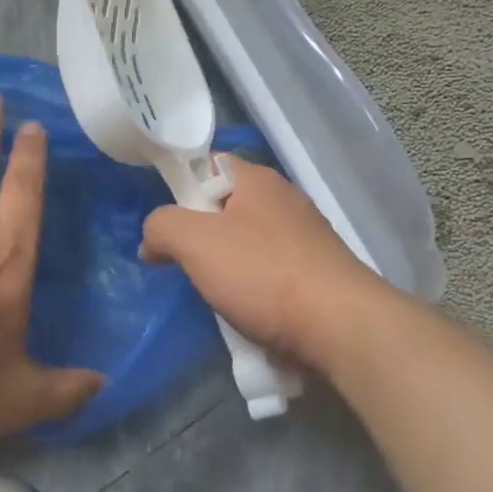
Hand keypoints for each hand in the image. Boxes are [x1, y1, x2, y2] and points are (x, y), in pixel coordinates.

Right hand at [140, 155, 394, 376]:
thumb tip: (153, 240)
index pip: (210, 164)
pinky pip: (271, 273)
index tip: (167, 222)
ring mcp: (306, 238)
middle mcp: (285, 200)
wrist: (340, 327)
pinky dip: (255, 290)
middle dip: (201, 235)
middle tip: (186, 263)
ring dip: (227, 268)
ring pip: (248, 244)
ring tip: (216, 295)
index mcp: (258, 180)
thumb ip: (162, 227)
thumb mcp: (195, 242)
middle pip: (227, 207)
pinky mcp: (318, 273)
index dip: (182, 187)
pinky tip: (248, 313)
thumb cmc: (263, 274)